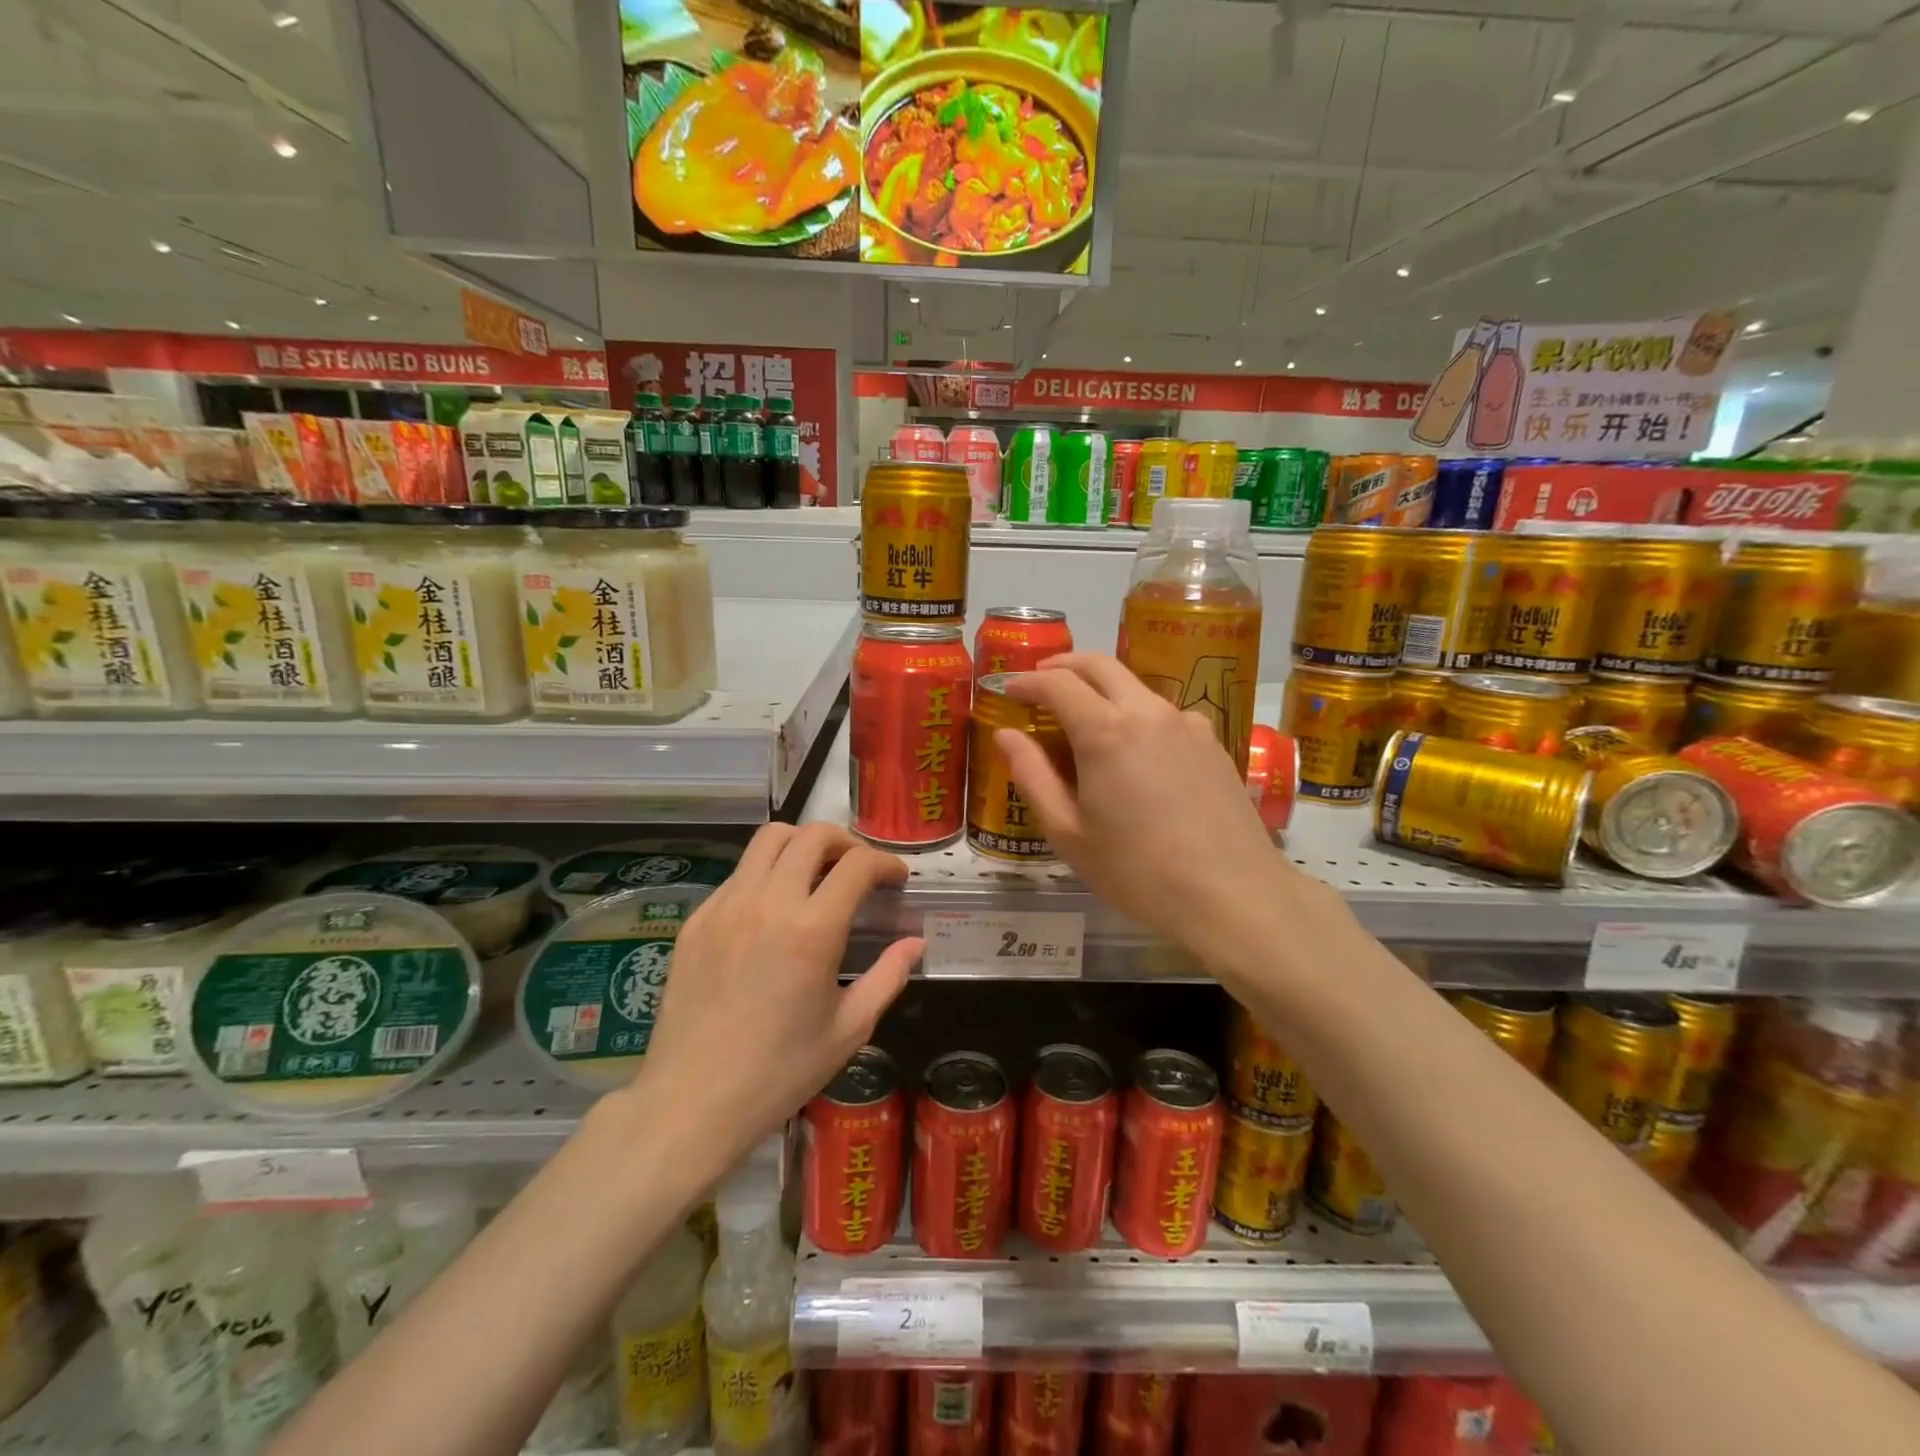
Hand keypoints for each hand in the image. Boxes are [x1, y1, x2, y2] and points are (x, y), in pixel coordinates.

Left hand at [627, 823, 922, 1174]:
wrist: (691, 1102)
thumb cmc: (779, 1072)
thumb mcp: (848, 1030)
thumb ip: (888, 977)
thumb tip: (914, 944)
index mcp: (812, 930)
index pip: (857, 864)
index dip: (885, 863)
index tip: (895, 880)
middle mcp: (768, 902)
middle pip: (811, 834)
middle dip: (846, 842)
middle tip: (859, 869)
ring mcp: (726, 906)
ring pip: (768, 839)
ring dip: (802, 845)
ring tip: (816, 874)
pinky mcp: (697, 919)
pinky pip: (739, 873)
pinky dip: (766, 873)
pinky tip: (773, 911)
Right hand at [997, 653, 1327, 964]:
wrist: (1233, 895)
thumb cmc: (1137, 870)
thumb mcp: (1068, 832)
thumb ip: (1032, 776)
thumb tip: (1006, 735)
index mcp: (1106, 732)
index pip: (1057, 683)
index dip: (1027, 681)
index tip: (1008, 688)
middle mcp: (1148, 712)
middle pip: (1101, 665)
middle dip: (1064, 666)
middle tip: (1041, 680)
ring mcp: (1187, 723)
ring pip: (1136, 686)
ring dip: (1102, 687)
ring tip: (1084, 716)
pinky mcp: (1213, 741)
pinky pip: (1165, 712)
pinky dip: (1136, 712)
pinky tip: (1135, 749)